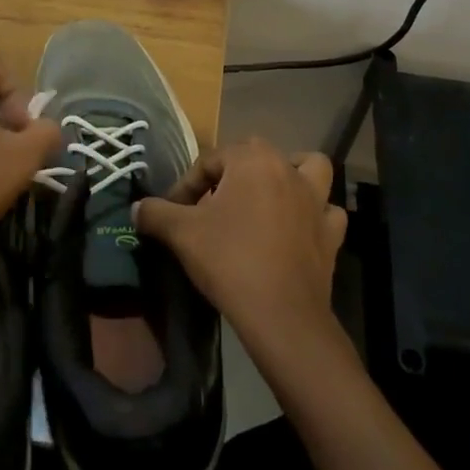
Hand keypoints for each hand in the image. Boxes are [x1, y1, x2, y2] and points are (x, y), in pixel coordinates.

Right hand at [134, 138, 346, 349]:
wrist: (281, 314)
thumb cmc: (229, 260)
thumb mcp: (181, 234)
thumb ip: (156, 213)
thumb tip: (137, 208)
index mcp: (252, 160)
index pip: (210, 160)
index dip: (186, 185)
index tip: (173, 212)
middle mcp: (288, 169)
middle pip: (255, 156)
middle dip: (231, 174)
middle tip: (211, 206)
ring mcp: (316, 200)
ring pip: (308, 169)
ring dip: (291, 176)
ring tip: (268, 197)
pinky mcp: (332, 233)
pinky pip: (326, 212)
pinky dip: (315, 215)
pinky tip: (297, 230)